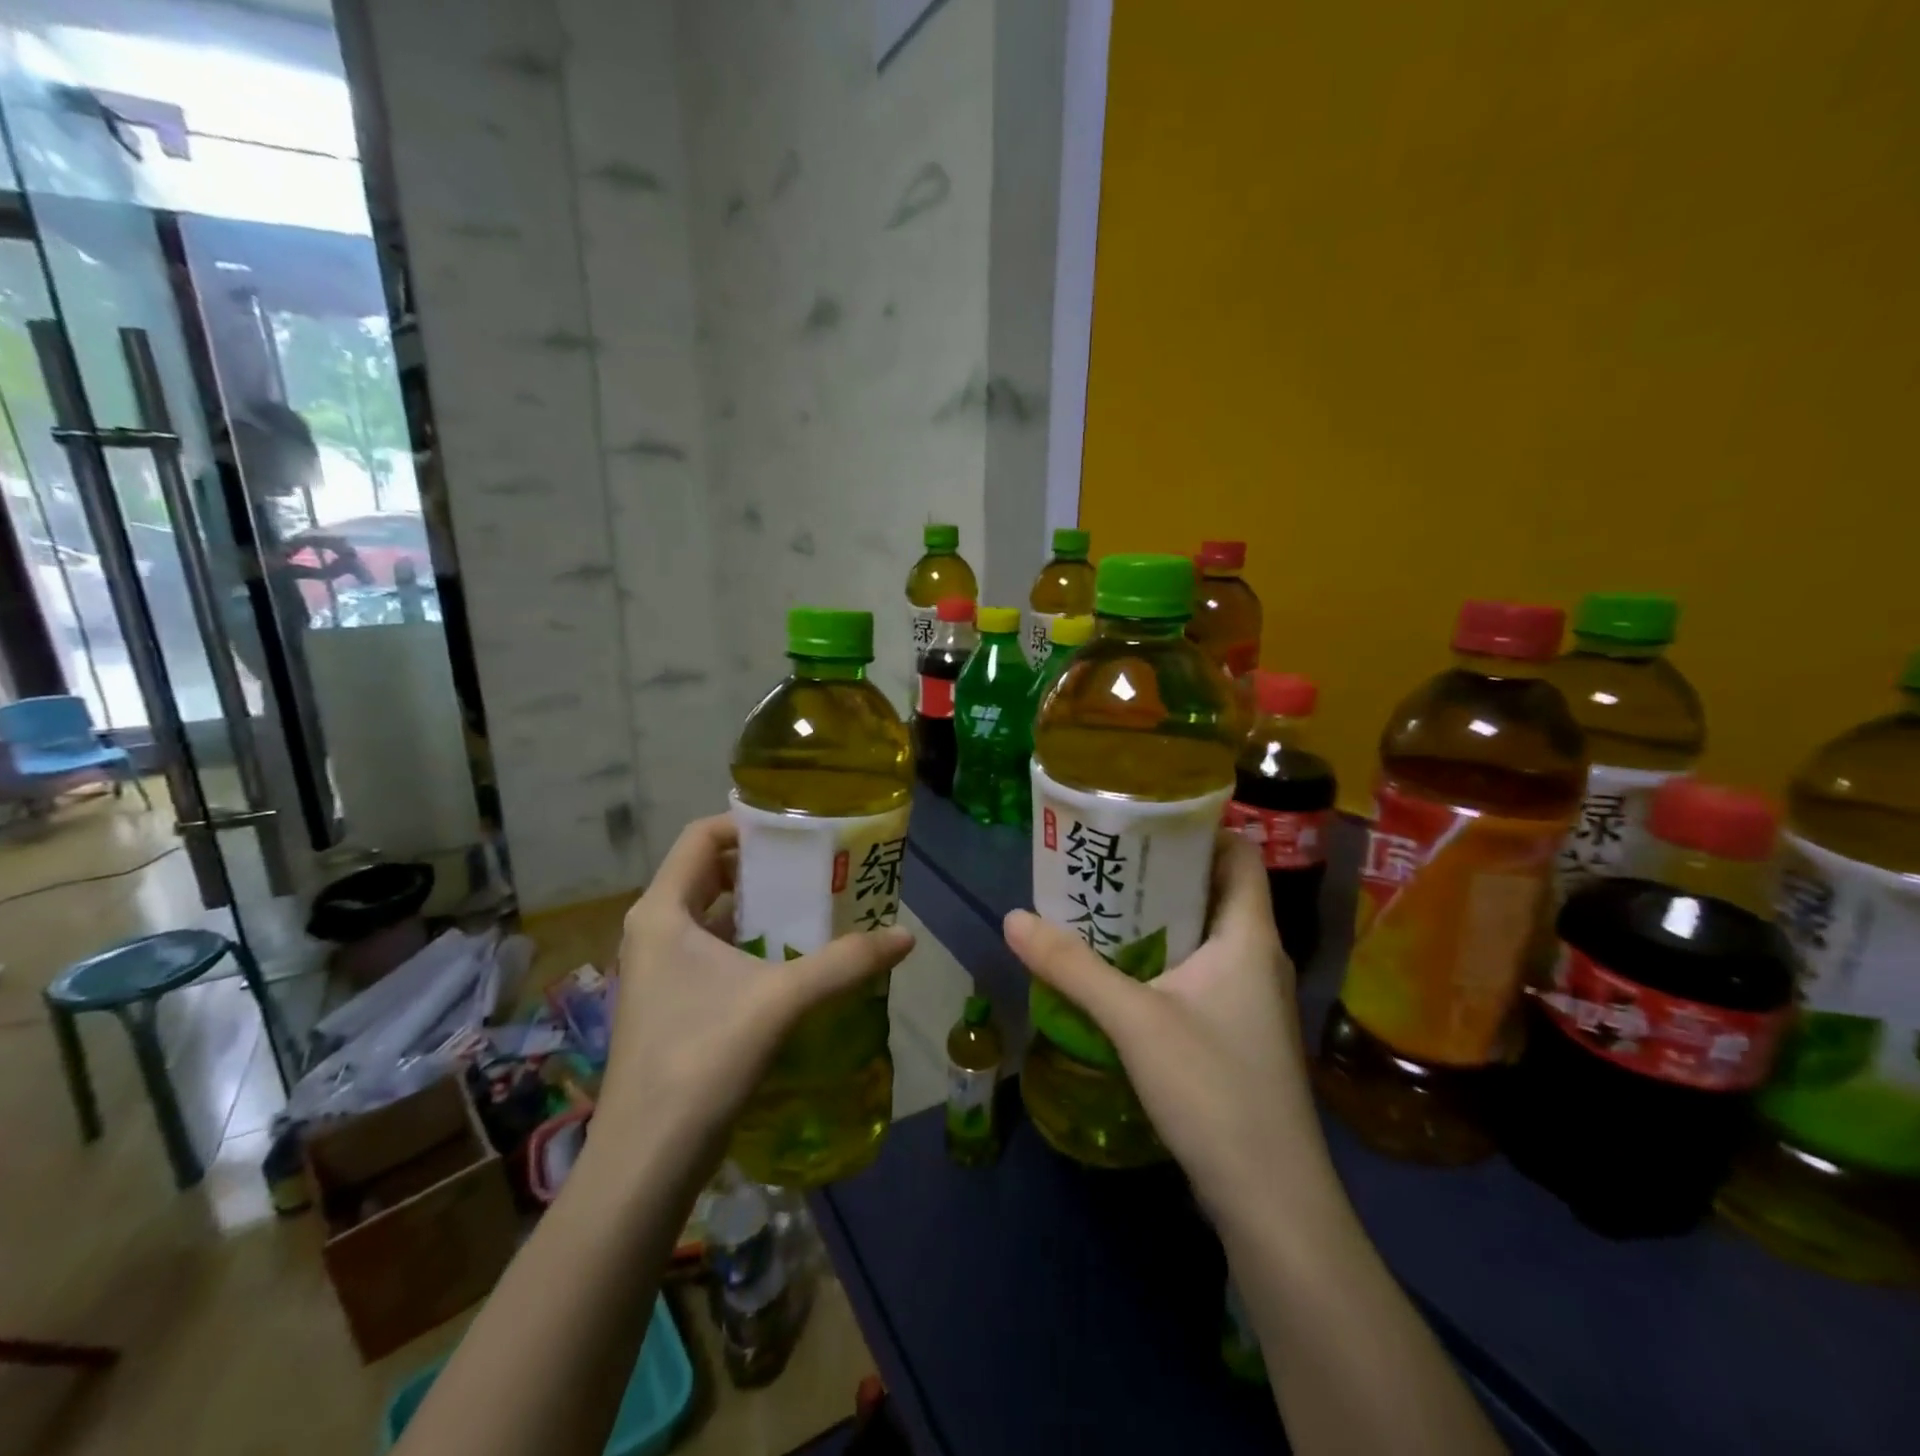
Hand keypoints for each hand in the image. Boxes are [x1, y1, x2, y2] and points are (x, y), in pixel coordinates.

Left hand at [593, 815, 914, 1170]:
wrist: (647, 1160)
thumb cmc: (703, 1058)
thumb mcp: (782, 1000)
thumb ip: (846, 963)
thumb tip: (906, 936)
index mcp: (663, 911)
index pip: (701, 837)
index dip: (748, 824)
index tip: (799, 832)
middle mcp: (654, 930)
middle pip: (710, 873)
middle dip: (764, 867)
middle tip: (818, 868)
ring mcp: (658, 969)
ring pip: (713, 915)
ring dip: (761, 908)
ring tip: (816, 908)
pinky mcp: (671, 1002)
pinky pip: (713, 951)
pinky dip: (751, 944)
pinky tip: (793, 961)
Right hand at [1004, 833, 1328, 1224]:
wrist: (1271, 1199)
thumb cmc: (1214, 1089)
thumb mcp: (1133, 1020)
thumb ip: (1071, 967)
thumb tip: (1013, 918)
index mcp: (1248, 935)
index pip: (1239, 854)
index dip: (1200, 829)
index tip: (1145, 820)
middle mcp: (1258, 957)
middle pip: (1215, 891)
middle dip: (1163, 872)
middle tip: (1106, 860)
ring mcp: (1252, 1000)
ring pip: (1206, 936)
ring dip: (1160, 918)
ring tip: (1102, 906)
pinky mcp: (1240, 1034)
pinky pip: (1202, 974)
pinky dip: (1165, 959)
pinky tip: (1122, 972)